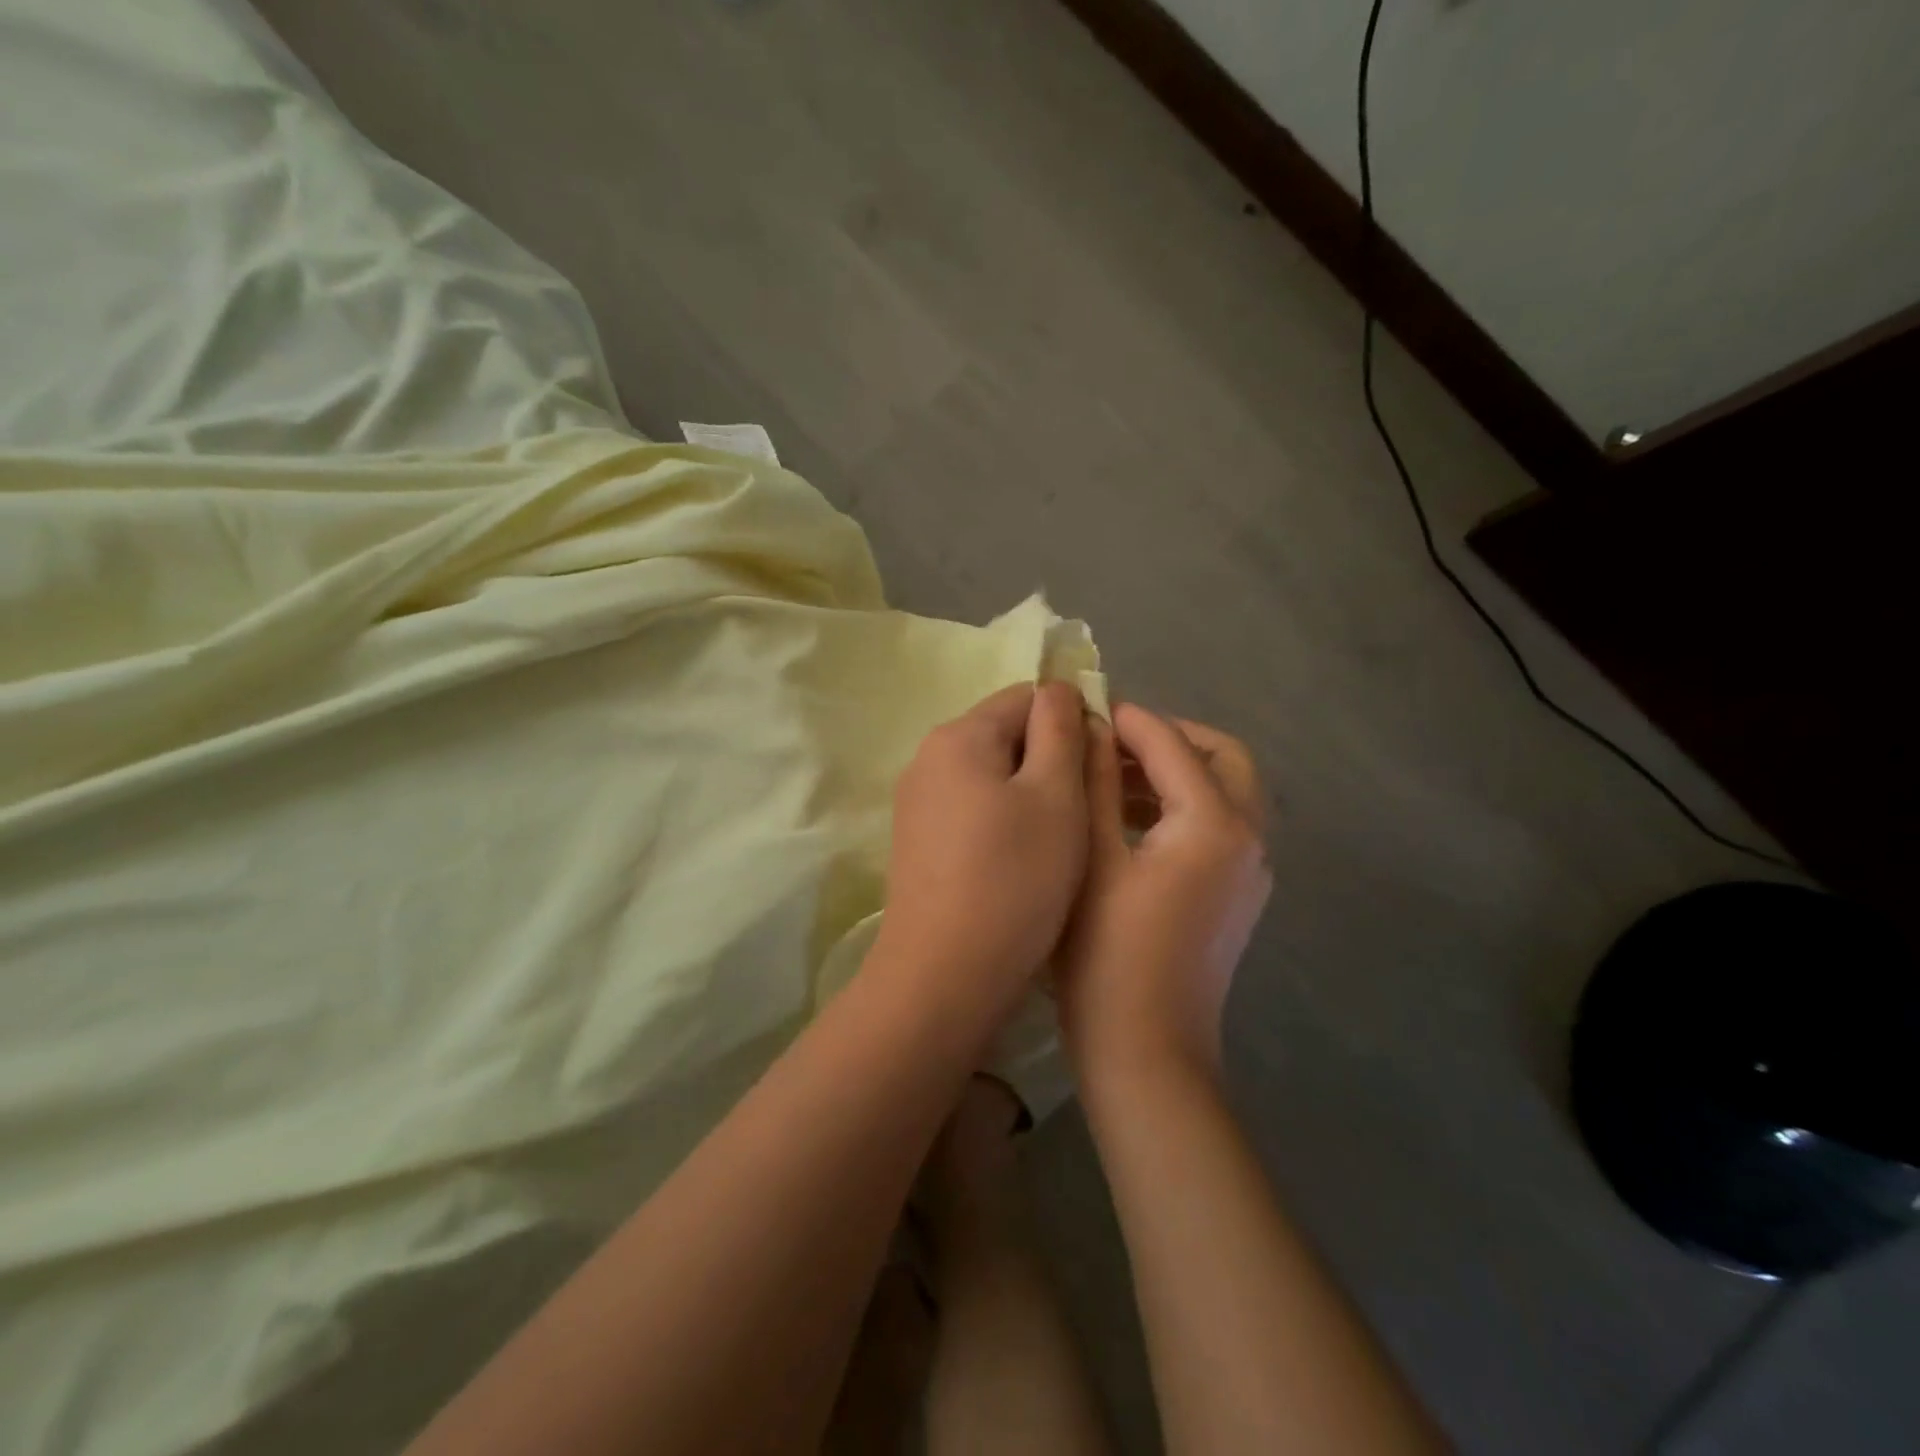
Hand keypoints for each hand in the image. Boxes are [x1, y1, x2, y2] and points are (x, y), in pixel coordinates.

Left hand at [876, 682, 1089, 1017]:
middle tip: (1089, 809)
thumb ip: (1061, 730)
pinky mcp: (918, 841)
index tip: (1103, 766)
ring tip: (1063, 841)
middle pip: (1006, 736)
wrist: (944, 975)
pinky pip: (972, 810)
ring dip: (1031, 794)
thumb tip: (1058, 689)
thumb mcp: (1056, 795)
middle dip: (1052, 760)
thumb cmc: (1013, 879)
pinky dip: (1004, 822)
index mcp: (959, 735)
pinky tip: (1024, 862)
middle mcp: (928, 758)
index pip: (1028, 697)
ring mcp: (917, 802)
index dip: (1074, 720)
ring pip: (992, 777)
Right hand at [1060, 705, 1270, 1087]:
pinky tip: (1132, 820)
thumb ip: (1097, 784)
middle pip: (1222, 757)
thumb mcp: (1093, 859)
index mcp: (1214, 824)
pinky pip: (1221, 825)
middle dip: (1170, 738)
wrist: (1147, 1052)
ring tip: (1112, 776)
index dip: (1128, 720)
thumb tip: (1091, 728)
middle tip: (1112, 741)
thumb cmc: (1107, 955)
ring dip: (1177, 771)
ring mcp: (1251, 871)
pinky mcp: (1239, 895)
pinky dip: (1184, 805)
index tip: (1085, 706)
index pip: (1172, 744)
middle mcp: (1248, 838)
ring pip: (1226, 791)